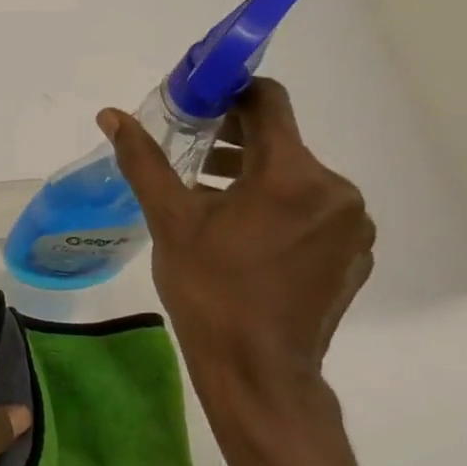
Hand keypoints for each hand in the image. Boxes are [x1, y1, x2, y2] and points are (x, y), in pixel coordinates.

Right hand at [97, 78, 373, 425]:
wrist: (259, 372)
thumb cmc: (210, 291)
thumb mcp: (169, 220)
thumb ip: (144, 160)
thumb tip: (111, 115)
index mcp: (291, 174)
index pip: (268, 102)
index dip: (231, 93)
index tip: (198, 105)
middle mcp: (335, 190)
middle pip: (282, 141)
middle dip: (235, 140)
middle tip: (192, 157)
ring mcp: (352, 226)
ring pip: (299, 176)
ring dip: (256, 176)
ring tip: (211, 197)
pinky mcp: (355, 255)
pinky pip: (316, 211)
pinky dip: (281, 208)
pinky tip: (246, 235)